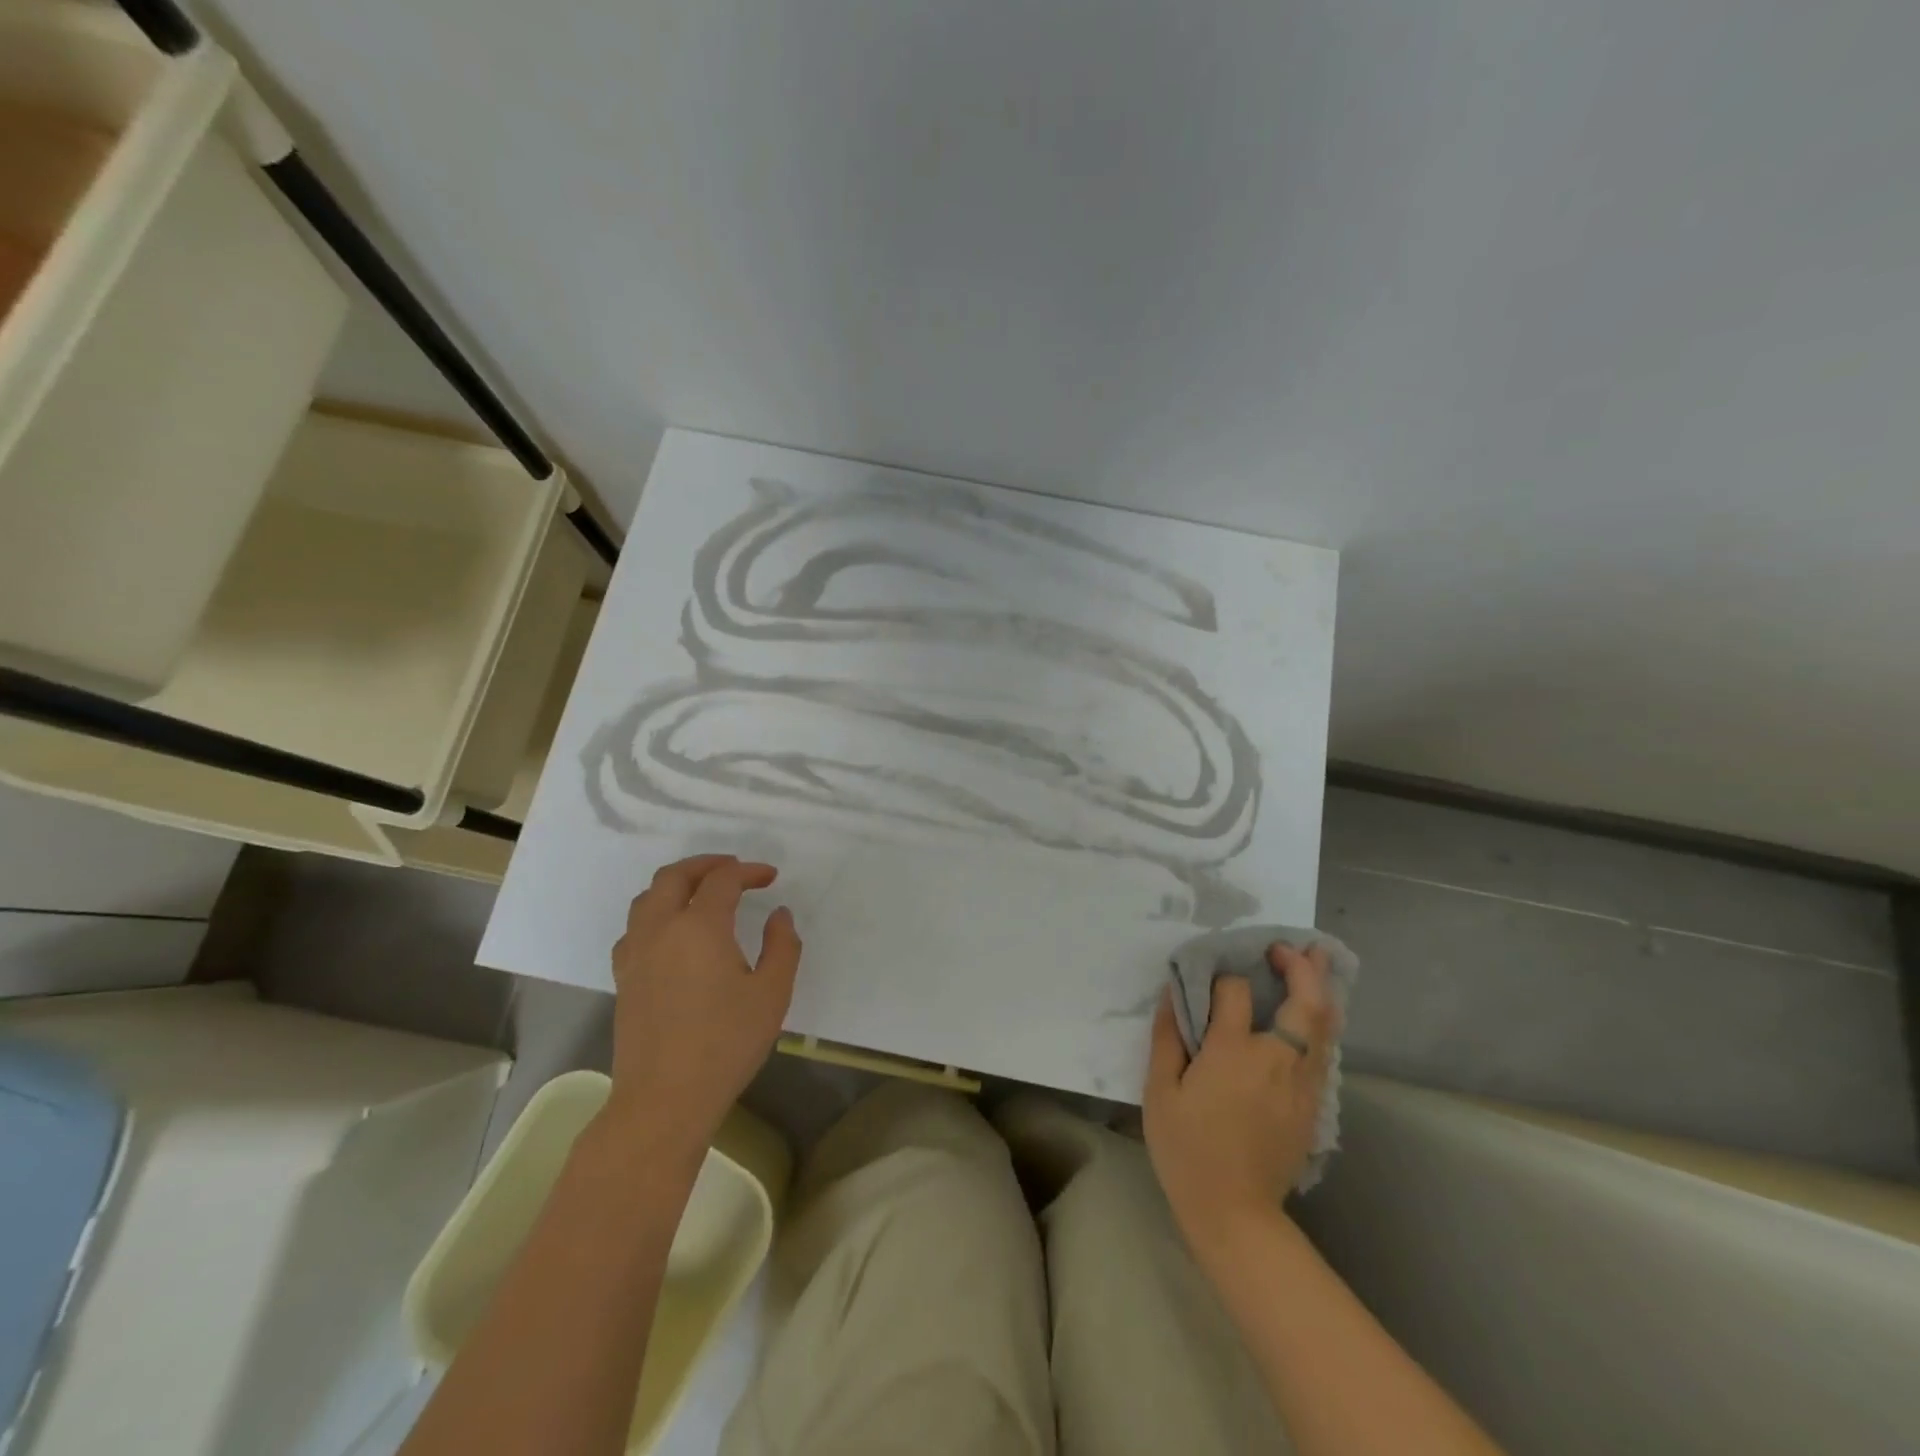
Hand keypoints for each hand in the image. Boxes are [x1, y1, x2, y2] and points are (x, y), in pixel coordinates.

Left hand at [600, 855, 801, 1167]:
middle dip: (706, 864)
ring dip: (676, 884)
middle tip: (734, 869)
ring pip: (647, 897)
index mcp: (699, 926)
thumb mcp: (772, 993)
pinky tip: (672, 933)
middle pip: (675, 876)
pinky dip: (656, 913)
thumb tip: (778, 915)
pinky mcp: (623, 977)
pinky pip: (635, 927)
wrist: (664, 1099)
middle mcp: (661, 929)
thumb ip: (782, 946)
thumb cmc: (726, 1044)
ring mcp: (635, 953)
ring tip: (702, 892)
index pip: (723, 880)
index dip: (749, 871)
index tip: (771, 877)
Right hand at [1143, 943, 1338, 1250]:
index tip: (1211, 980)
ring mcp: (1302, 1084)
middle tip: (1288, 946)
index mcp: (1233, 1052)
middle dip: (1302, 967)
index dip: (1224, 977)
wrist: (1234, 1213)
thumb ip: (1168, 1036)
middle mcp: (1275, 1059)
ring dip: (1322, 989)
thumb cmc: (1187, 1149)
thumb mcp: (1160, 1091)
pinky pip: (1323, 1051)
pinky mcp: (1312, 1106)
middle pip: (1305, 1002)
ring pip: (1325, 1026)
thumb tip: (1173, 992)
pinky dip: (1321, 1023)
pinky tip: (1312, 1014)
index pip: (1235, 992)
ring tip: (1317, 960)